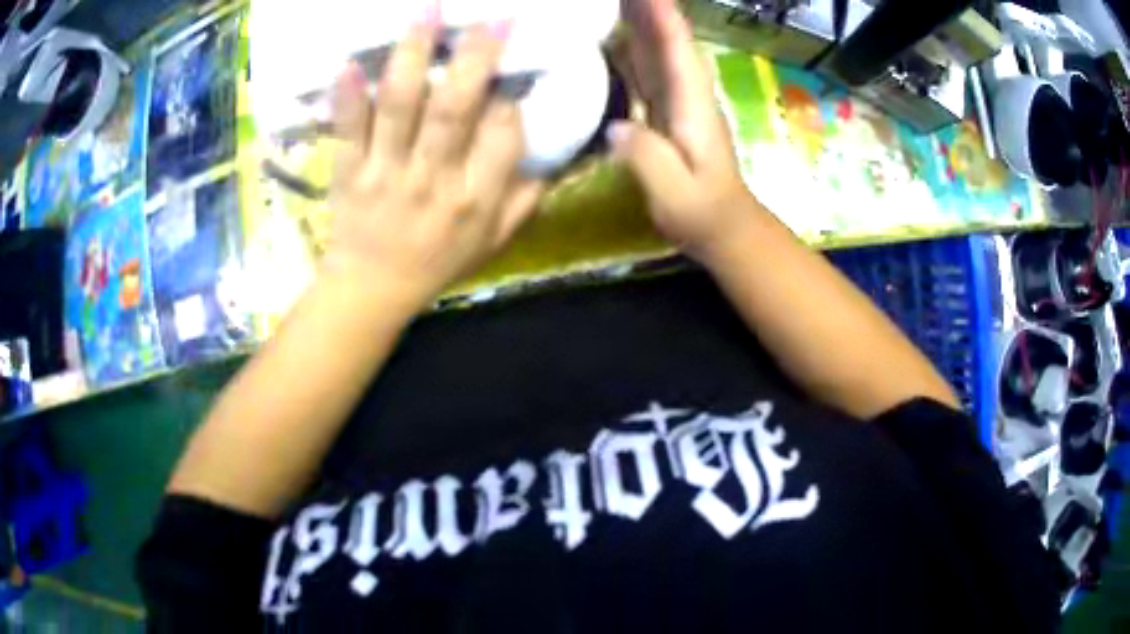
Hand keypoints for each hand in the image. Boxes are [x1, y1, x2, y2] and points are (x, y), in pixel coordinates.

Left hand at [326, 14, 543, 309]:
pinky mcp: (350, 171)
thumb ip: (524, 198)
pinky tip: (349, 62)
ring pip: (400, 107)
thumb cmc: (437, 261)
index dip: (510, 98)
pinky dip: (347, 96)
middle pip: (454, 111)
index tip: (515, 70)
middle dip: (474, 57)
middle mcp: (433, 180)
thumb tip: (550, 155)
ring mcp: (387, 172)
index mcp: (475, 199)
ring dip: (413, 55)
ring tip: (427, 12)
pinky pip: (348, 129)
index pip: (502, 136)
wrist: (372, 288)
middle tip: (491, 18)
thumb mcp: (494, 241)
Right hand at [613, 0, 760, 260]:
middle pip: (668, 43)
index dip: (662, 17)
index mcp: (693, 108)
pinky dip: (634, 50)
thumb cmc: (703, 215)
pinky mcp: (669, 114)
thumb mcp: (676, 195)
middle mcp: (688, 96)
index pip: (678, 51)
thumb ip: (648, 160)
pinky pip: (650, 72)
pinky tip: (615, 39)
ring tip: (615, 4)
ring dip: (641, 23)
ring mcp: (679, 103)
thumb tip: (616, 127)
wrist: (726, 228)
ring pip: (659, 53)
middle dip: (647, 11)